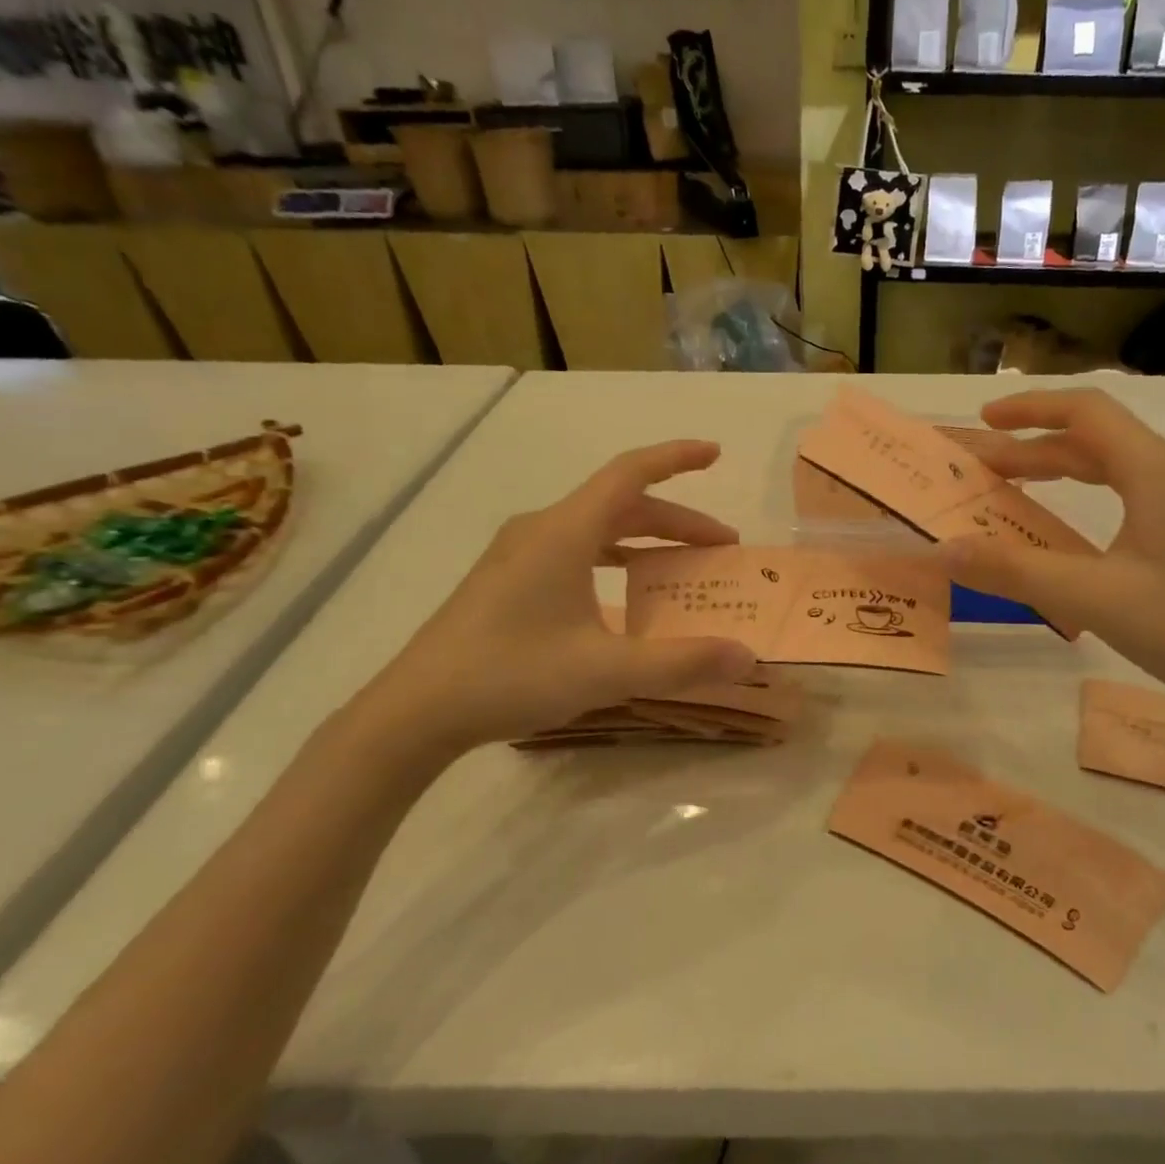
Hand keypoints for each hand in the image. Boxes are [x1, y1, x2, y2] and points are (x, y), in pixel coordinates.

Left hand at [349, 440, 756, 766]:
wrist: (416, 710)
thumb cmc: (512, 675)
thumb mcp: (607, 671)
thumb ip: (681, 662)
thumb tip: (748, 658)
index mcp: (565, 532)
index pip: (630, 473)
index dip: (676, 458)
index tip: (716, 453)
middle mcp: (542, 529)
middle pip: (621, 504)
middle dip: (676, 520)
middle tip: (721, 547)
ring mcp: (519, 553)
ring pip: (597, 528)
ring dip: (645, 540)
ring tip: (682, 567)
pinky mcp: (507, 579)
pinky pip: (575, 550)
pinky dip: (614, 558)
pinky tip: (625, 594)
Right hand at [943, 389, 1164, 721]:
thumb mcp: (1094, 598)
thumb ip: (1014, 570)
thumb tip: (942, 550)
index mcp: (1158, 471)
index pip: (1086, 412)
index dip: (1029, 409)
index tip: (983, 422)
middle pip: (1096, 440)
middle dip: (1034, 447)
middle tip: (981, 469)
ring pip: (1116, 468)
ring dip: (1061, 472)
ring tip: (1013, 489)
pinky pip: (1134, 494)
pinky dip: (1089, 497)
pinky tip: (1071, 528)